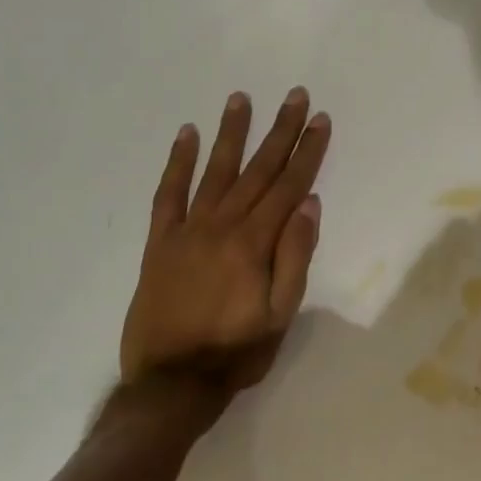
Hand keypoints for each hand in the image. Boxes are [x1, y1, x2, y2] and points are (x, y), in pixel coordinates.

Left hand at [120, 88, 329, 394]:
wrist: (170, 384)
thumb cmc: (236, 353)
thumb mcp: (280, 314)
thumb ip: (295, 257)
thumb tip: (309, 205)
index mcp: (254, 244)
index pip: (288, 187)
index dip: (307, 151)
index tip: (320, 120)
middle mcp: (220, 226)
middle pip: (257, 170)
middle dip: (279, 131)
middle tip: (294, 95)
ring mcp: (186, 231)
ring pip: (214, 172)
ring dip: (231, 133)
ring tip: (241, 98)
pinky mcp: (160, 243)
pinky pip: (168, 194)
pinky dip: (178, 163)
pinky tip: (187, 135)